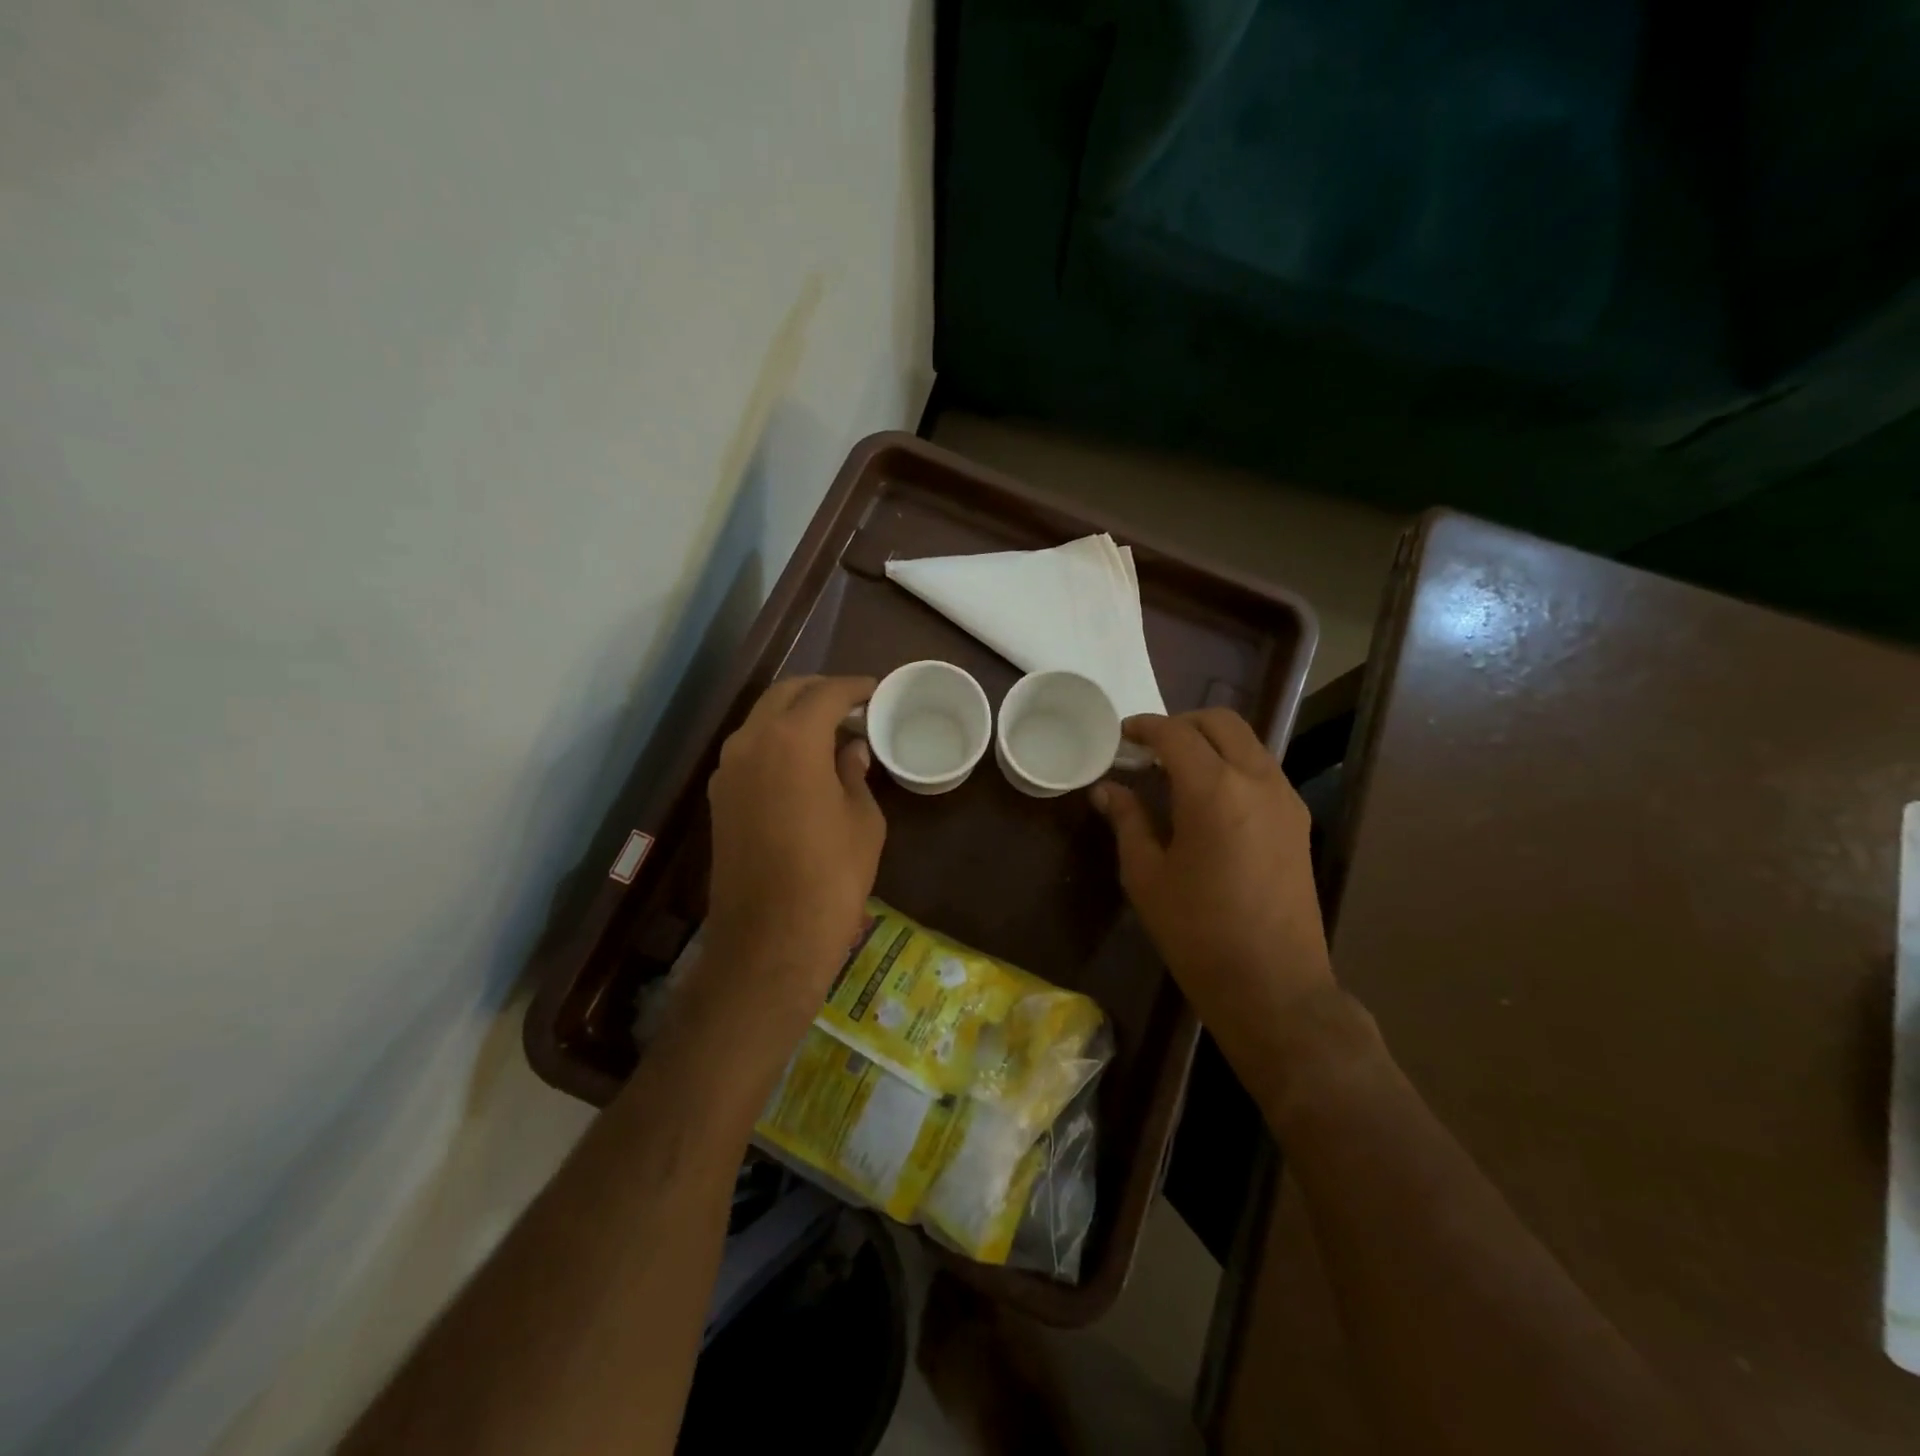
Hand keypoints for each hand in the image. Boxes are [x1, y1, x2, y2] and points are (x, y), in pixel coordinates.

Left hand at [703, 676, 885, 1027]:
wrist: (770, 938)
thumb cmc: (831, 875)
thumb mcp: (862, 820)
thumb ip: (854, 773)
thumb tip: (850, 749)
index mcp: (792, 739)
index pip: (825, 693)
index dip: (855, 687)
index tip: (876, 690)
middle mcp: (751, 742)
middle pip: (785, 694)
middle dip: (820, 691)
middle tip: (853, 704)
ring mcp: (728, 769)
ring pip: (762, 719)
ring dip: (794, 715)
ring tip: (831, 731)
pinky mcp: (719, 797)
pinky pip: (750, 749)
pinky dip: (777, 740)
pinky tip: (803, 761)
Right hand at [1092, 709, 1337, 1096]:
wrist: (1273, 986)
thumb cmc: (1197, 933)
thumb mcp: (1146, 876)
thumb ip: (1128, 820)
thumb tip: (1106, 789)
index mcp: (1214, 790)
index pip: (1175, 734)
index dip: (1144, 727)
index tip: (1121, 736)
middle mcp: (1257, 781)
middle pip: (1221, 722)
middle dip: (1181, 724)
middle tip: (1149, 748)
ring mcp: (1285, 799)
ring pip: (1247, 742)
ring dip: (1210, 742)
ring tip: (1176, 771)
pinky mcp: (1298, 821)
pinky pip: (1262, 770)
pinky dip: (1233, 764)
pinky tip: (1208, 798)